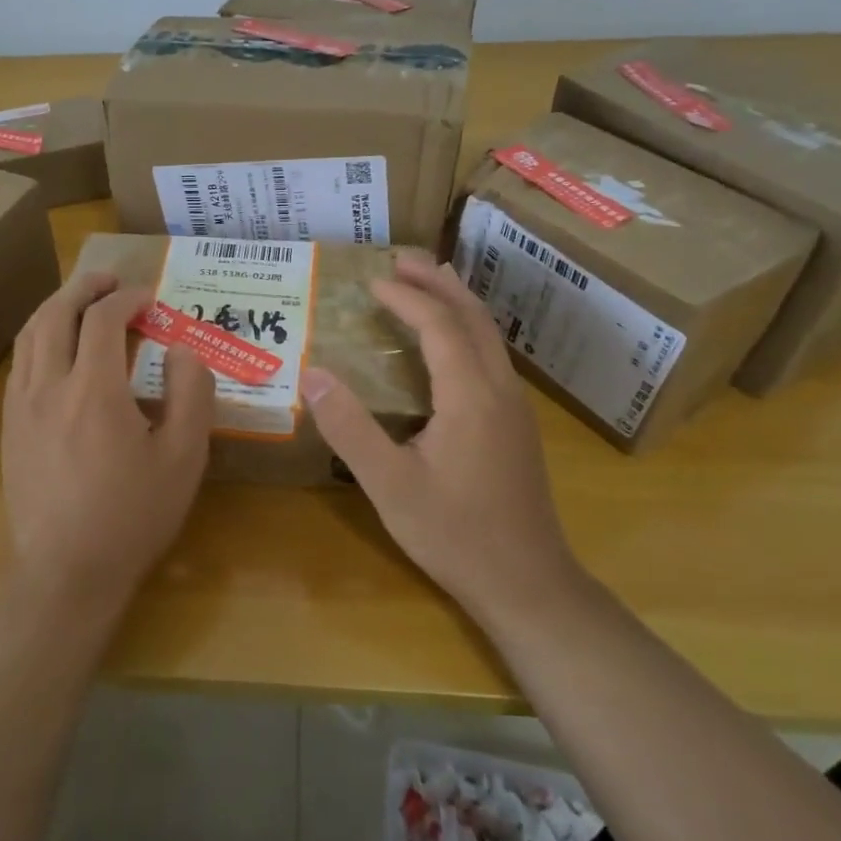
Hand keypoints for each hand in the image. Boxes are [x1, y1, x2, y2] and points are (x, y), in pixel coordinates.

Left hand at [2, 273, 216, 609]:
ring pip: (29, 335)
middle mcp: (48, 386)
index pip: (103, 319)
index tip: (149, 298)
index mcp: (93, 390)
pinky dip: (39, 339)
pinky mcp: (8, 429)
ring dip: (56, 308)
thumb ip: (190, 394)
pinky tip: (55, 351)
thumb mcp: (183, 458)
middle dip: (83, 288)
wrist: (67, 572)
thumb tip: (182, 350)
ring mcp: (21, 407)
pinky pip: (19, 364)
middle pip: (56, 314)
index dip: (127, 298)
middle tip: (109, 280)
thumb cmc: (133, 516)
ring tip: (80, 303)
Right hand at [298, 249, 578, 623]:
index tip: (371, 280)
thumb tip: (312, 374)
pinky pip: (492, 356)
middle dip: (438, 282)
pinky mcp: (517, 426)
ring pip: (490, 335)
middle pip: (473, 317)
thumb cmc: (455, 534)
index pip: (439, 325)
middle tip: (403, 257)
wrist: (527, 583)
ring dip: (457, 302)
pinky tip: (448, 343)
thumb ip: (350, 427)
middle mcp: (500, 389)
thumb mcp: (389, 484)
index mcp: (471, 395)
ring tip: (426, 282)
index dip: (406, 298)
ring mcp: (515, 407)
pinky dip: (466, 330)